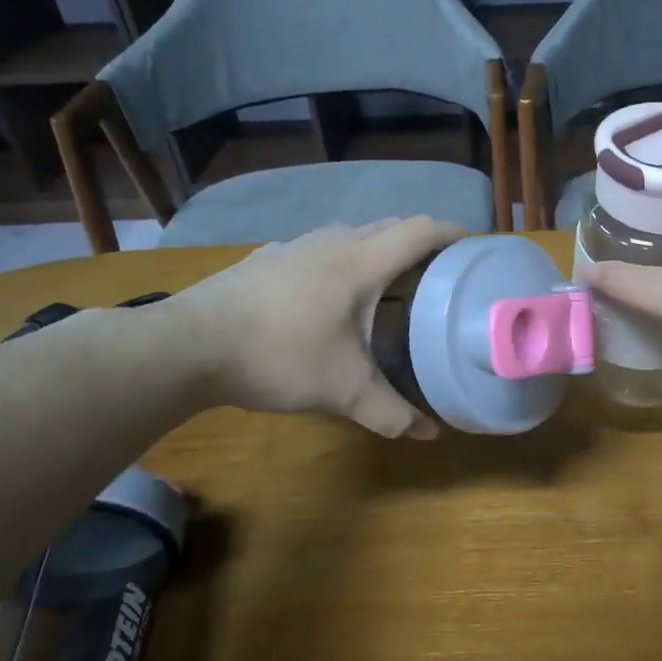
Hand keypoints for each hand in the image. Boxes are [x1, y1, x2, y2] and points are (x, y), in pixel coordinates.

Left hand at [160, 217, 464, 437]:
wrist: (187, 346)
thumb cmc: (278, 356)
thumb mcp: (342, 390)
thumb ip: (390, 412)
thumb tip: (430, 434)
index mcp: (361, 262)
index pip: (420, 230)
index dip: (453, 233)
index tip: (474, 249)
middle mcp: (332, 242)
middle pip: (391, 226)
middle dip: (422, 242)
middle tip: (440, 273)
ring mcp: (295, 246)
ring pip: (353, 234)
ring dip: (380, 248)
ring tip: (391, 283)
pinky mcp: (267, 258)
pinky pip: (322, 247)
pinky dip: (344, 259)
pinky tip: (332, 294)